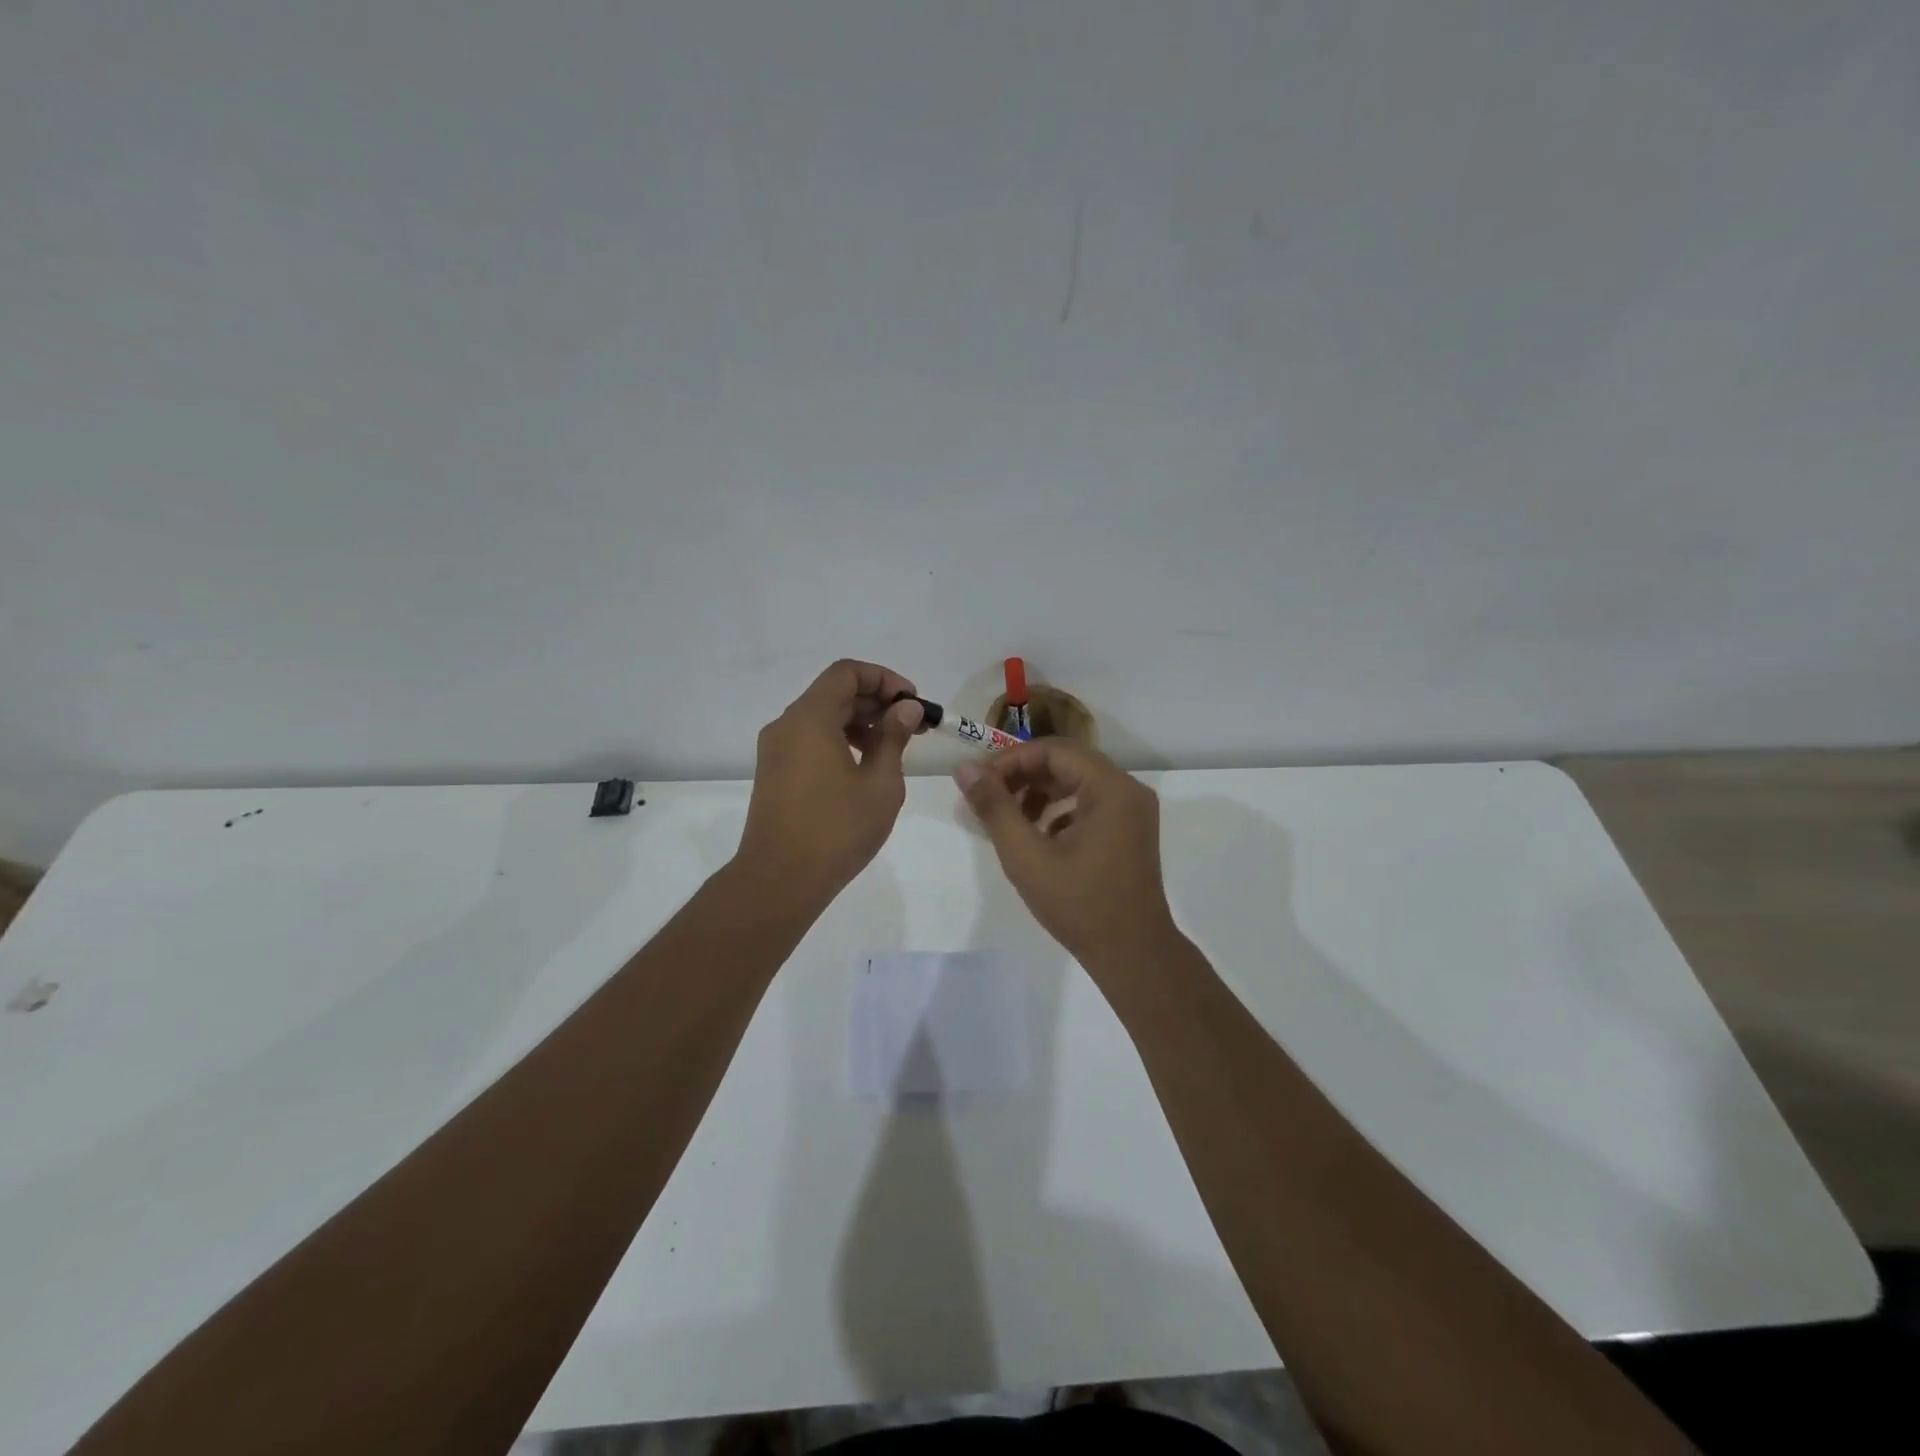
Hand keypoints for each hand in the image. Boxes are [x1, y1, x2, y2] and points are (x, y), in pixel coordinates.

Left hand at [736, 659, 924, 904]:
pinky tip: (865, 767)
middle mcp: (787, 725)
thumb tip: (905, 708)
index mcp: (810, 718)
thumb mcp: (880, 783)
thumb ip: (894, 738)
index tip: (912, 702)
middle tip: (914, 726)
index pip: (847, 672)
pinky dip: (840, 740)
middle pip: (834, 692)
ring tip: (894, 748)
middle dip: (877, 702)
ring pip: (822, 717)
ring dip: (860, 722)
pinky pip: (810, 739)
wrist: (779, 880)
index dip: (884, 679)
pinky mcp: (775, 772)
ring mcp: (776, 750)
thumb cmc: (837, 829)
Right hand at [955, 740, 1176, 965]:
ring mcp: (1133, 811)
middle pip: (1066, 763)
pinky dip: (1058, 811)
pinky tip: (1036, 836)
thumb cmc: (1079, 904)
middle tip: (986, 796)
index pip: (1053, 751)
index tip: (978, 781)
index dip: (1010, 760)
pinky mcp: (1130, 831)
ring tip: (1007, 818)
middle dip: (1022, 776)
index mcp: (1111, 787)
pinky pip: (1088, 804)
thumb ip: (994, 807)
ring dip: (1039, 793)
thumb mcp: (1026, 855)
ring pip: (1076, 783)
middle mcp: (1128, 789)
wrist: (1132, 955)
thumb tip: (965, 769)